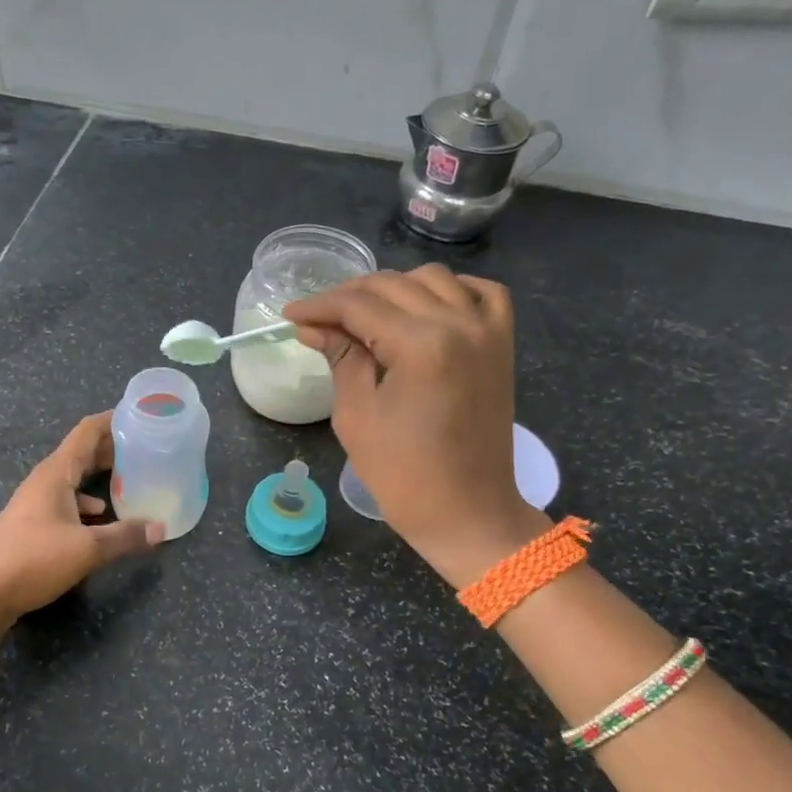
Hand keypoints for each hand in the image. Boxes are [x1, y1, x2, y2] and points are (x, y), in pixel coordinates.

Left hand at [0, 412, 163, 628]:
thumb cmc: (33, 560)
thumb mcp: (87, 549)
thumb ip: (126, 536)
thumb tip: (160, 529)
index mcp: (56, 473)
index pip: (87, 431)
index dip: (113, 420)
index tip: (141, 415)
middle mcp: (45, 480)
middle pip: (82, 453)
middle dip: (113, 448)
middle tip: (147, 448)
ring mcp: (36, 502)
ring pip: (75, 479)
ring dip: (101, 476)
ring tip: (132, 480)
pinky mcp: (33, 525)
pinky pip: (67, 502)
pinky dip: (88, 504)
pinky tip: (102, 518)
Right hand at [285, 265, 543, 588]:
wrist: (467, 513)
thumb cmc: (403, 474)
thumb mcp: (357, 415)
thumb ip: (340, 358)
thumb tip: (313, 327)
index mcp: (421, 344)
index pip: (359, 305)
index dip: (319, 306)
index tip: (290, 314)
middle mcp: (458, 323)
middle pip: (393, 285)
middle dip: (348, 296)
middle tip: (319, 319)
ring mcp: (487, 331)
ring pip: (433, 278)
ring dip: (393, 288)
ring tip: (365, 315)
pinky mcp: (501, 345)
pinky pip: (481, 293)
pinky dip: (451, 289)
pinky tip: (425, 305)